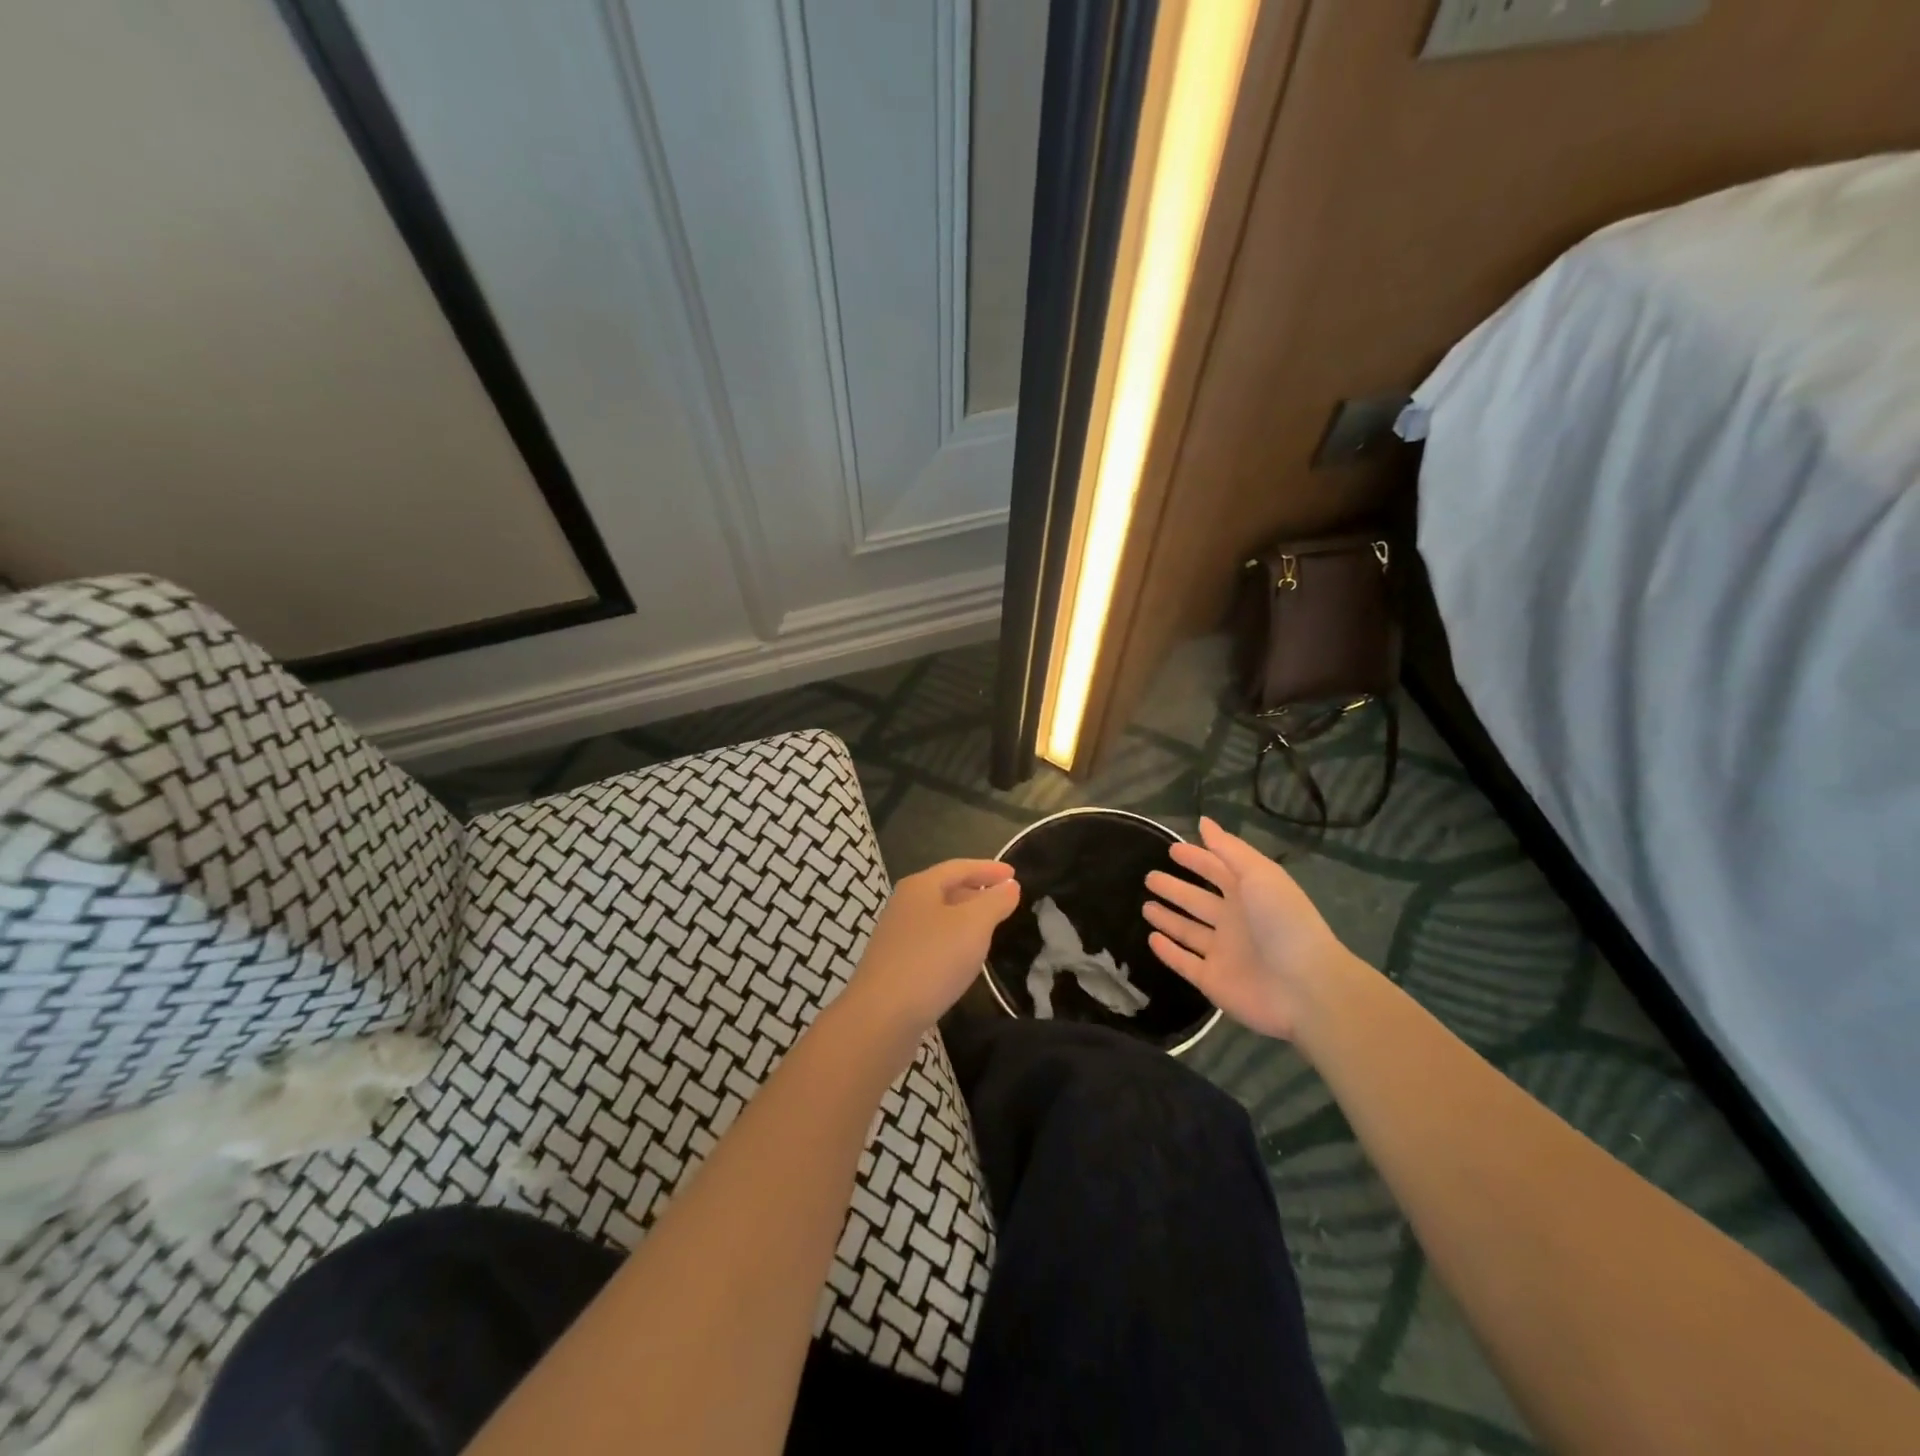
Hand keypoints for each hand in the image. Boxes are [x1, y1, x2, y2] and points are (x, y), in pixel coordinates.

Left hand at [841, 860, 1020, 1044]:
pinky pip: (932, 941)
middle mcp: (904, 905)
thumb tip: (1010, 885)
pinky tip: (964, 957)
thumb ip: (995, 901)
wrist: (882, 1016)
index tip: (1014, 874)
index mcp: (920, 886)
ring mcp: (897, 935)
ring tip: (990, 927)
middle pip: (945, 889)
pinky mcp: (896, 964)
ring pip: (938, 917)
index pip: (959, 867)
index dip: (988, 869)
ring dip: (965, 917)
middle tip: (1005, 900)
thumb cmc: (932, 960)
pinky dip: (953, 940)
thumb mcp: (973, 925)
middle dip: (976, 891)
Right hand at [1142, 817, 1359, 1040]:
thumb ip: (1229, 850)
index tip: (1172, 849)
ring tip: (1146, 907)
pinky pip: (1184, 963)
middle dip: (1175, 888)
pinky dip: (1168, 952)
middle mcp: (1234, 921)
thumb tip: (1203, 822)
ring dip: (1168, 919)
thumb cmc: (1283, 922)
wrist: (1306, 988)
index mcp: (1248, 894)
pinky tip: (1151, 939)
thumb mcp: (1259, 874)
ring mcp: (1222, 953)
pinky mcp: (1212, 980)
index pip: (1216, 870)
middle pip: (1198, 901)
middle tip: (1149, 877)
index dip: (1196, 859)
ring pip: (1188, 931)